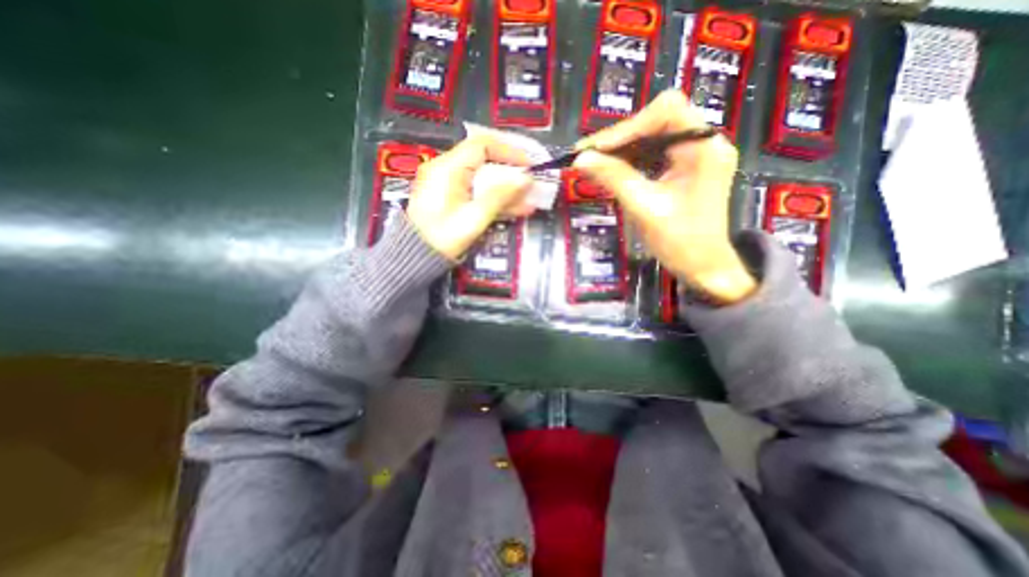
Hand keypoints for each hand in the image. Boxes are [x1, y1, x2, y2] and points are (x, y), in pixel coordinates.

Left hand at [409, 133, 533, 259]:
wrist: (416, 258)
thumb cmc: (442, 237)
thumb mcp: (473, 217)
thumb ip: (500, 196)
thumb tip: (526, 180)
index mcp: (448, 168)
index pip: (482, 145)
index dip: (508, 151)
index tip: (528, 165)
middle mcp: (446, 170)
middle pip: (484, 163)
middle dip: (510, 174)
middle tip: (531, 185)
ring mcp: (448, 186)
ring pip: (483, 181)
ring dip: (506, 191)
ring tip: (529, 201)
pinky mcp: (451, 200)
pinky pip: (477, 194)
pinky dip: (495, 200)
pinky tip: (515, 210)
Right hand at [570, 88, 752, 304]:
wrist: (703, 268)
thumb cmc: (680, 242)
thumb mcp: (644, 207)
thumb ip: (614, 178)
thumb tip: (581, 159)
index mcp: (704, 147)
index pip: (665, 112)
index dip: (626, 127)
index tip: (596, 149)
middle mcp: (704, 143)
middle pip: (657, 122)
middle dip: (620, 139)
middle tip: (587, 156)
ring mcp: (695, 156)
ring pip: (652, 138)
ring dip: (621, 151)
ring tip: (593, 164)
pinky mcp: (685, 169)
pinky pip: (654, 156)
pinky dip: (630, 162)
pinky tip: (611, 172)